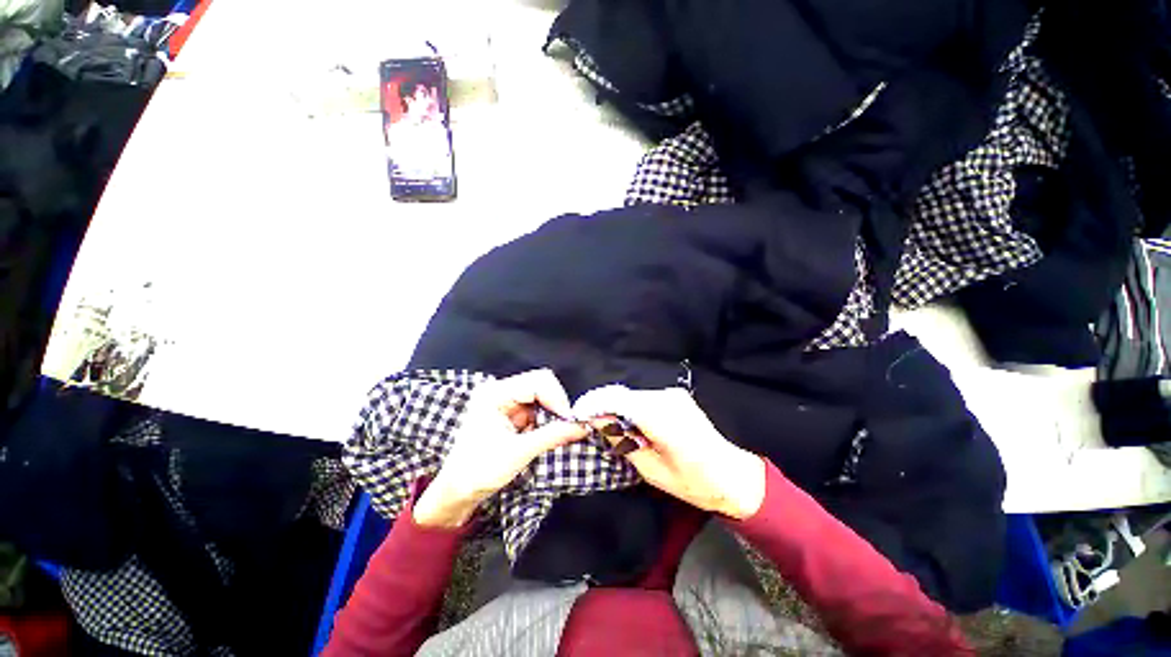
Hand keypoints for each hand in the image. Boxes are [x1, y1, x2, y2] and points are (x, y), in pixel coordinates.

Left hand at [413, 369, 589, 527]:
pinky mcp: (511, 412)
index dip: (558, 398)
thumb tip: (583, 426)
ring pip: (542, 396)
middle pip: (541, 384)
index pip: (538, 382)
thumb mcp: (519, 452)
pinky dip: (546, 421)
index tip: (571, 421)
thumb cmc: (479, 471)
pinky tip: (542, 436)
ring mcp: (505, 400)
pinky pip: (537, 408)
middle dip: (556, 405)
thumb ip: (553, 435)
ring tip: (552, 435)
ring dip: (552, 414)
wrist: (457, 492)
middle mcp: (500, 390)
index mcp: (495, 393)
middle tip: (567, 426)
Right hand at [574, 385, 765, 519]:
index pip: (618, 399)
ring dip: (617, 408)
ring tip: (607, 428)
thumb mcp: (650, 469)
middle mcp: (667, 398)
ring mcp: (673, 394)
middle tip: (588, 425)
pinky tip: (629, 425)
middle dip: (602, 407)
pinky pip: (644, 399)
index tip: (576, 414)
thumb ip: (622, 440)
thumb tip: (597, 421)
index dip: (594, 403)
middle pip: (624, 395)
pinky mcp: (676, 396)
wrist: (731, 474)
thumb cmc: (692, 481)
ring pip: (633, 396)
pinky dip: (631, 408)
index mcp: (662, 418)